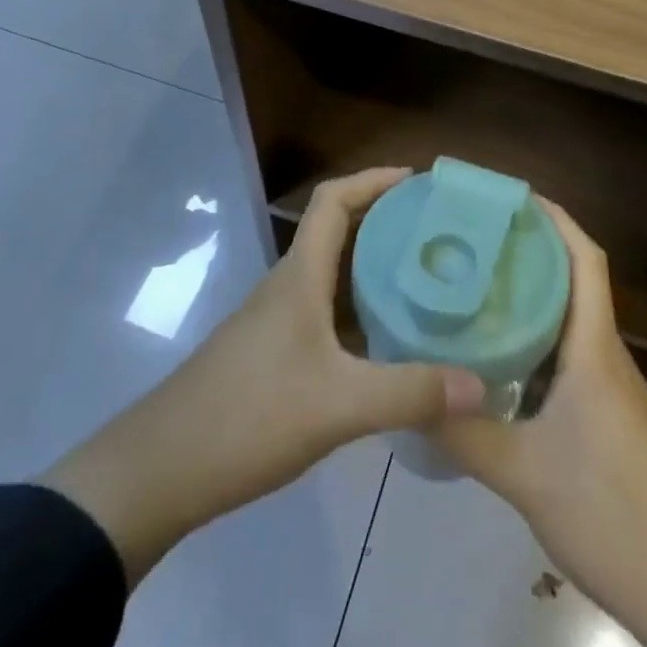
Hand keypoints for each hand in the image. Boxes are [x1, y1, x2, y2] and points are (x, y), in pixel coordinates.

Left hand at [42, 168, 483, 583]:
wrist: (163, 468)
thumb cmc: (249, 415)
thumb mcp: (339, 405)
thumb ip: (410, 393)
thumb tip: (483, 386)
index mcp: (300, 274)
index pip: (333, 199)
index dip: (373, 179)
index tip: (420, 181)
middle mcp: (290, 285)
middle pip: (339, 230)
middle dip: (387, 220)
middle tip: (441, 232)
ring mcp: (279, 319)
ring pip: (335, 274)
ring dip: (376, 267)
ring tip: (429, 279)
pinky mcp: (275, 352)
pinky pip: (328, 311)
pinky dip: (362, 310)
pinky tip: (392, 340)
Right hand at [433, 200, 646, 646]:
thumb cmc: (614, 515)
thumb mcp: (524, 475)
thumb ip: (464, 432)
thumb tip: (406, 393)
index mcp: (594, 348)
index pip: (583, 258)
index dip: (553, 218)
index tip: (508, 197)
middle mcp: (604, 355)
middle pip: (571, 279)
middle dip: (527, 249)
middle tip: (470, 238)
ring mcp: (608, 387)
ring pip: (567, 320)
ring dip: (528, 295)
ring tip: (471, 284)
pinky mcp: (605, 417)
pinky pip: (565, 355)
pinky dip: (533, 339)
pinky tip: (493, 357)